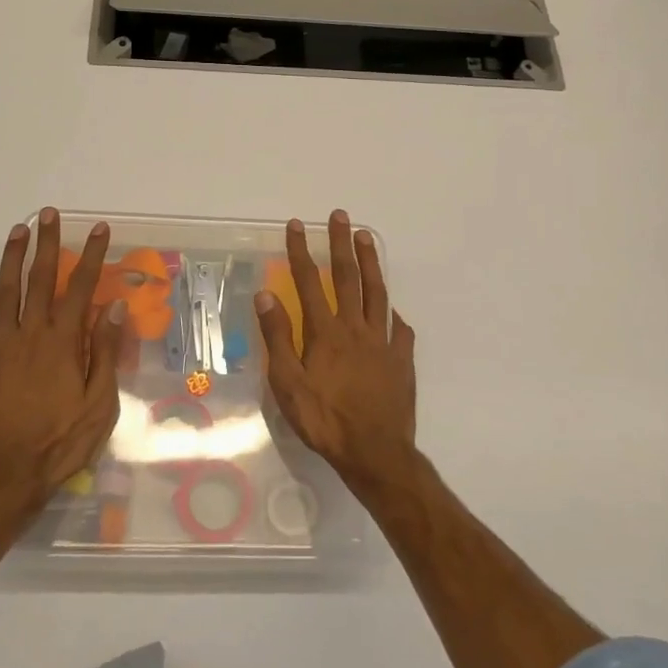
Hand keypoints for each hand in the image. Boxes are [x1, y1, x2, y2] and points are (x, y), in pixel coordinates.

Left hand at [0, 208, 124, 514]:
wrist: (2, 476)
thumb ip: (104, 353)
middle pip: (39, 279)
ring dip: (12, 260)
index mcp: (62, 343)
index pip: (80, 288)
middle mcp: (29, 335)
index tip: (98, 230)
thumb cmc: (59, 443)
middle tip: (49, 214)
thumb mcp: (98, 405)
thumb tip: (113, 309)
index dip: (91, 256)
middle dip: (47, 244)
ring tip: (18, 232)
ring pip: (5, 293)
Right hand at [254, 210, 416, 482]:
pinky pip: (400, 330)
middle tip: (340, 215)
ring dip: (370, 263)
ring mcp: (383, 342)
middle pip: (348, 277)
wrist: (375, 452)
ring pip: (377, 293)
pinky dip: (395, 316)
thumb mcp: (288, 383)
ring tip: (366, 237)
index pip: (309, 282)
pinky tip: (394, 312)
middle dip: (341, 244)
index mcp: (326, 332)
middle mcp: (356, 327)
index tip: (297, 225)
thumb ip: (278, 337)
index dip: (301, 251)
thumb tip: (265, 295)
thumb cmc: (324, 420)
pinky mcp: (402, 360)